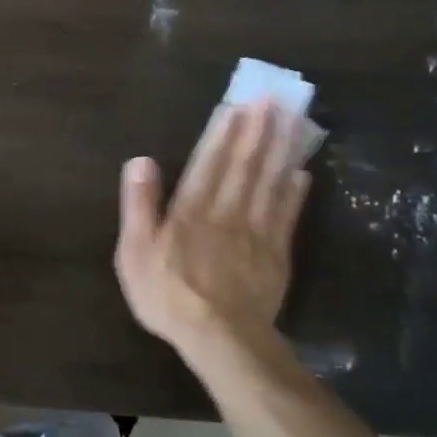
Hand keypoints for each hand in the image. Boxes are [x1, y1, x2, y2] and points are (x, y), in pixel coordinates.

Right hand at [115, 100, 312, 382]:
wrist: (220, 339)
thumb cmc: (168, 295)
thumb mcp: (135, 252)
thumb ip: (139, 205)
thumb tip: (141, 160)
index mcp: (191, 209)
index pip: (209, 161)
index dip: (223, 132)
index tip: (238, 104)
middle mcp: (227, 211)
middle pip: (245, 164)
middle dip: (259, 129)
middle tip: (274, 98)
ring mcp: (256, 232)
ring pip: (270, 182)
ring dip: (281, 149)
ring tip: (293, 120)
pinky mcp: (277, 254)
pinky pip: (287, 214)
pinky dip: (295, 191)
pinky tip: (301, 171)